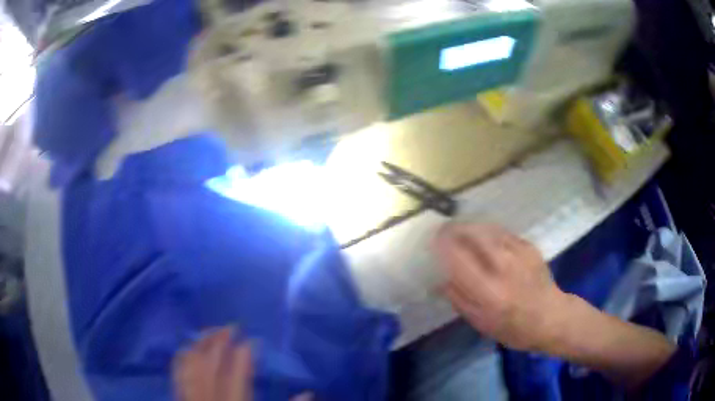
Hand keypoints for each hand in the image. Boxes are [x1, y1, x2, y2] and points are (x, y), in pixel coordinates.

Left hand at [173, 327, 252, 400]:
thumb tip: (307, 392)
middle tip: (231, 326)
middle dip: (219, 341)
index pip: (237, 377)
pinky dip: (183, 357)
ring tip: (211, 331)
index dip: (244, 355)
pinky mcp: (182, 398)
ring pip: (191, 365)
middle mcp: (210, 400)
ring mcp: (192, 398)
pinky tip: (189, 347)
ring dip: (200, 345)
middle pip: (210, 365)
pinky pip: (178, 373)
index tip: (252, 340)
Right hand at [433, 223, 566, 350]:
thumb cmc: (513, 327)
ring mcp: (519, 252)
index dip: (442, 244)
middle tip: (444, 231)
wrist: (550, 317)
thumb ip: (459, 298)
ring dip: (470, 227)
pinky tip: (485, 238)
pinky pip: (502, 232)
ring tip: (461, 231)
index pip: (458, 257)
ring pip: (487, 228)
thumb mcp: (480, 322)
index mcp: (488, 291)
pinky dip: (488, 232)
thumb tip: (441, 277)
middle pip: (472, 234)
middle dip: (454, 228)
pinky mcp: (529, 246)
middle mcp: (503, 266)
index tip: (433, 241)